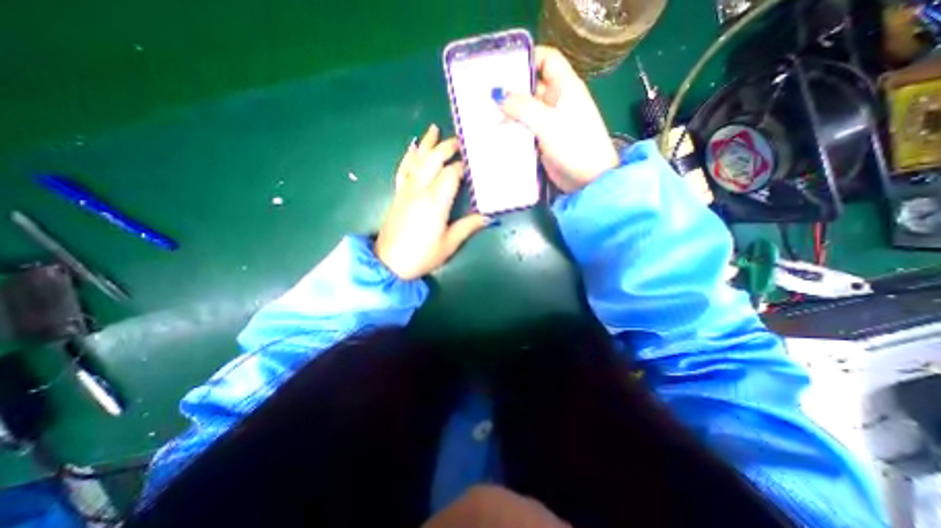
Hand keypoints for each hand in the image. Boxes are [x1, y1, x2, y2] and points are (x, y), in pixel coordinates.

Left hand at [375, 124, 492, 279]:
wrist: (389, 263)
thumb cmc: (421, 256)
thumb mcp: (449, 244)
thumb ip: (468, 227)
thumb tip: (488, 217)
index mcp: (435, 202)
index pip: (451, 174)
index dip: (462, 166)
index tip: (472, 163)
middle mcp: (419, 190)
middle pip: (433, 160)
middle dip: (447, 147)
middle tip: (460, 141)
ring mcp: (406, 190)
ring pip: (417, 160)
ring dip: (427, 144)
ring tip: (434, 129)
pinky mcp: (397, 194)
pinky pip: (403, 169)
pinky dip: (408, 156)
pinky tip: (413, 147)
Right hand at [496, 45, 622, 190]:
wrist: (587, 179)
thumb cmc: (574, 145)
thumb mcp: (548, 123)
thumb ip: (523, 108)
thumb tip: (497, 95)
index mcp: (564, 87)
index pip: (547, 60)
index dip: (528, 57)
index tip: (503, 65)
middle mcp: (556, 101)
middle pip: (531, 87)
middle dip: (510, 88)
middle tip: (484, 93)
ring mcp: (548, 123)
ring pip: (525, 111)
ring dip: (508, 112)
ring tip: (484, 113)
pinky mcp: (542, 141)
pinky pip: (524, 130)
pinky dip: (512, 130)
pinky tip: (495, 132)